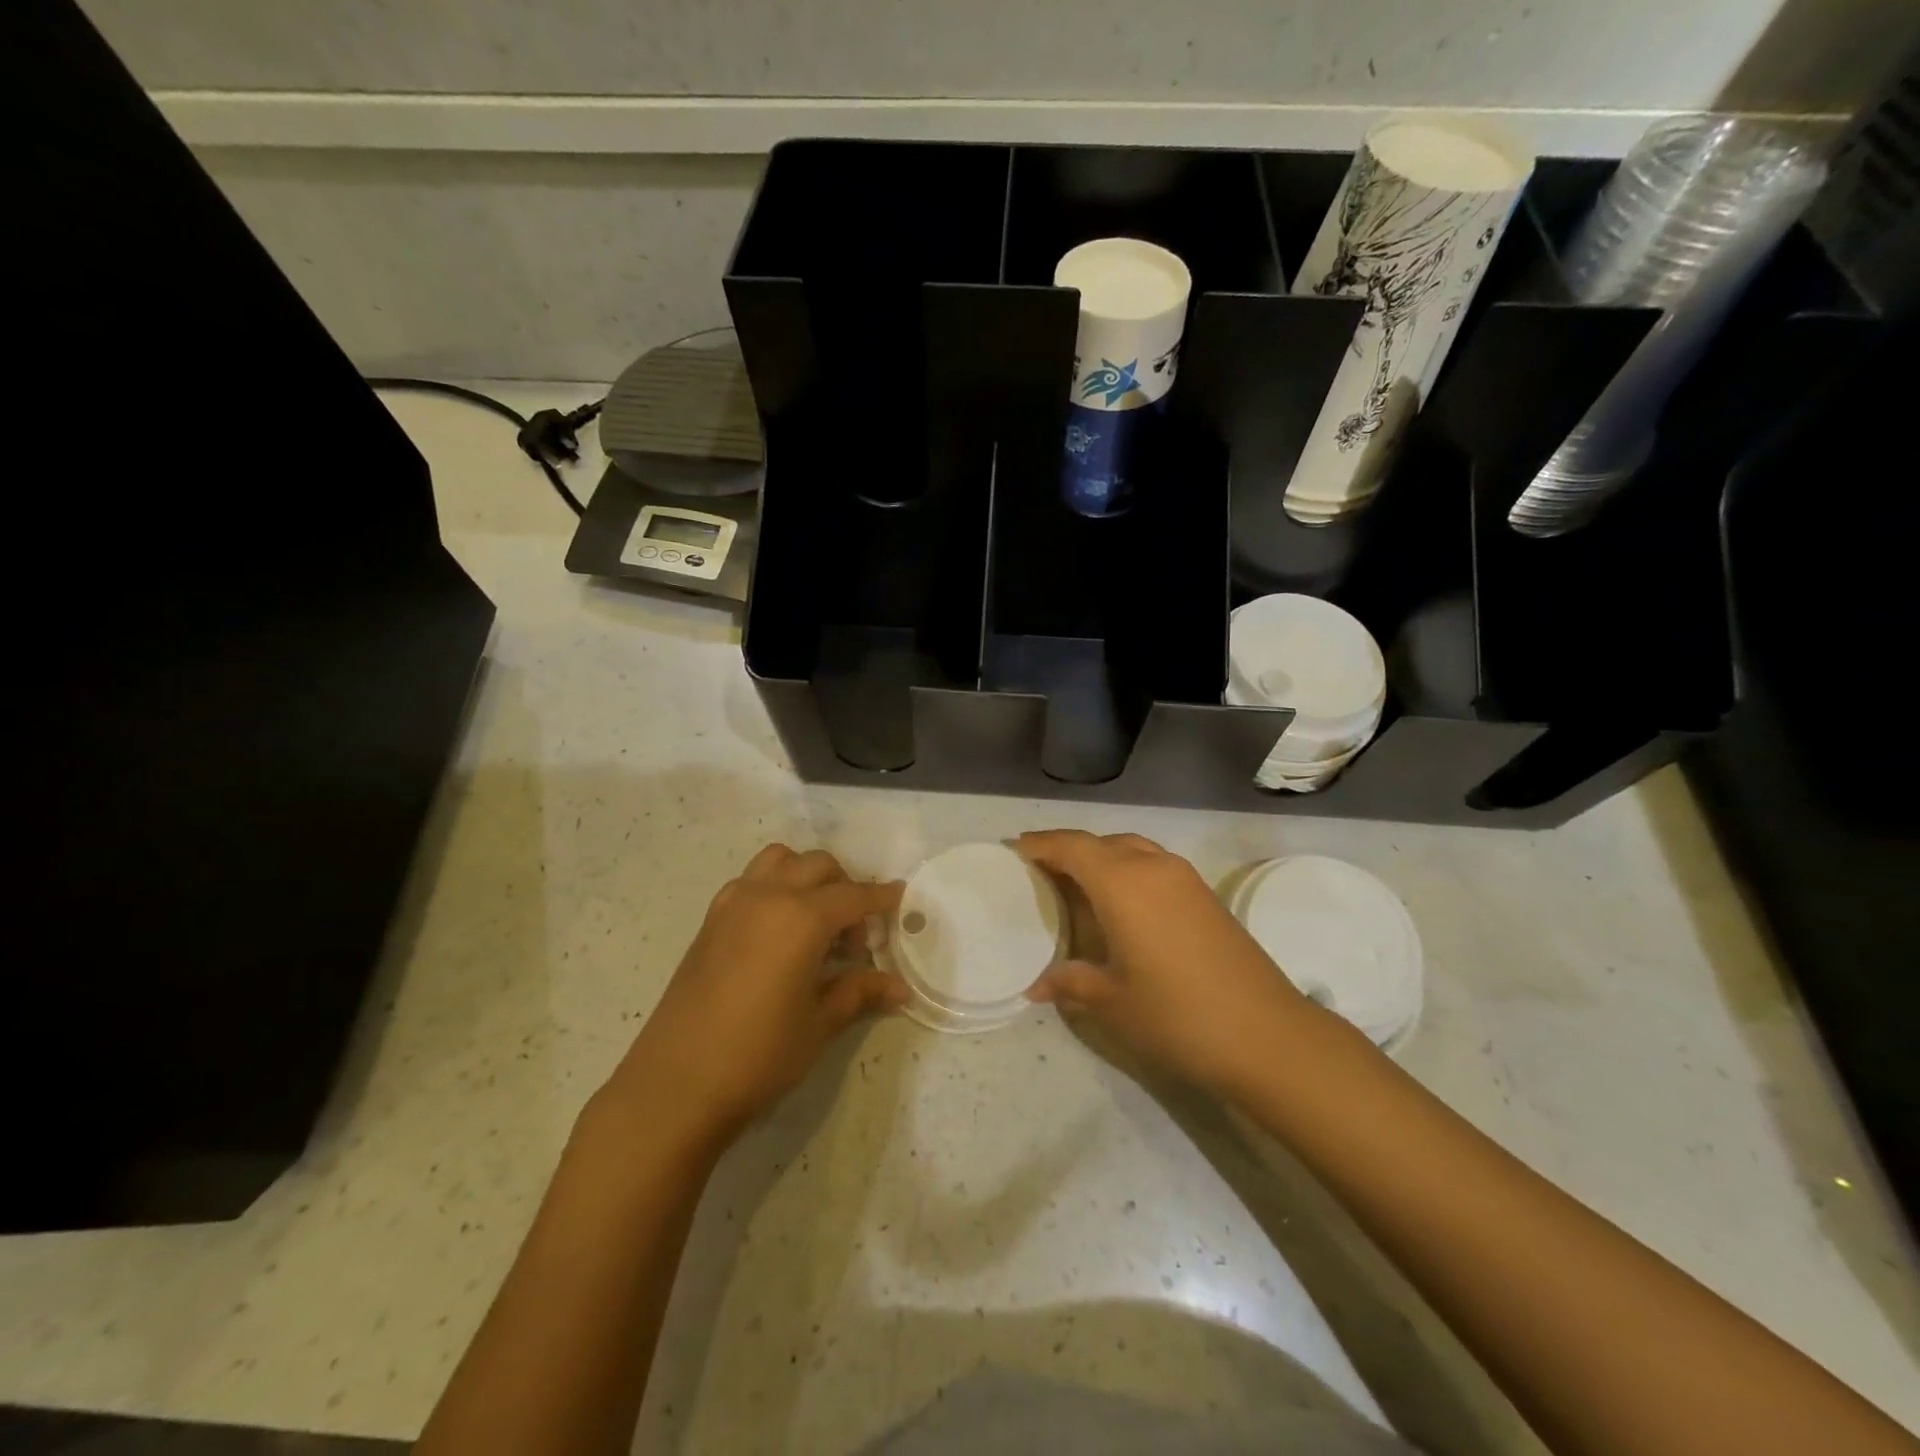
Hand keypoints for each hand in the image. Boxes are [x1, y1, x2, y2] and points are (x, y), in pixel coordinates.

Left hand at [605, 845, 904, 1145]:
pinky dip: (775, 887)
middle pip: (819, 866)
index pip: (854, 895)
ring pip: (780, 861)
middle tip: (854, 939)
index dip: (881, 898)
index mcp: (801, 917)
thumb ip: (859, 992)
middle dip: (846, 889)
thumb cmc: (758, 1055)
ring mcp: (733, 903)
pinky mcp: (710, 920)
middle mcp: (768, 896)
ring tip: (815, 922)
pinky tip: (779, 934)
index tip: (900, 900)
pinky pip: (752, 881)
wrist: (674, 1085)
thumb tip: (900, 988)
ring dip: (807, 877)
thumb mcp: (819, 1024)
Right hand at [1019, 830, 1312, 1098]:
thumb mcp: (1113, 1002)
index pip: (1073, 847)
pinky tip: (1121, 902)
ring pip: (1132, 849)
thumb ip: (1072, 983)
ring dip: (1101, 856)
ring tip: (1077, 881)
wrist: (1267, 1035)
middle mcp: (1153, 868)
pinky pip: (1153, 865)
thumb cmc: (1178, 1015)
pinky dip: (1127, 869)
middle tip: (1041, 867)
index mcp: (1124, 884)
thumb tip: (1037, 986)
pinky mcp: (1206, 895)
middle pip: (1101, 842)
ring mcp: (1185, 879)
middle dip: (1069, 849)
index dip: (1042, 844)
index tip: (1016, 848)